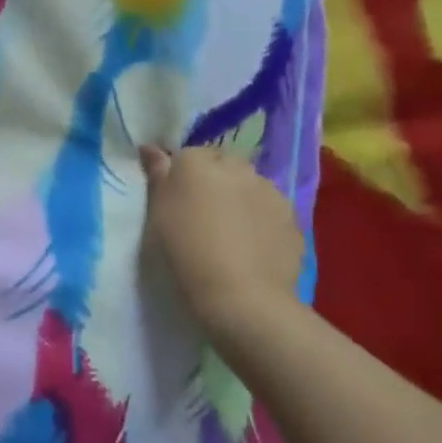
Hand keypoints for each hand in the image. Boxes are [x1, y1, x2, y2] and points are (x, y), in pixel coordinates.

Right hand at [140, 145, 303, 343]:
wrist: (241, 295)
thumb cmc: (185, 252)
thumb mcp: (158, 215)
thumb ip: (157, 176)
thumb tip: (150, 147)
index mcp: (196, 162)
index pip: (186, 156)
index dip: (181, 179)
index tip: (177, 204)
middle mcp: (235, 166)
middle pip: (221, 166)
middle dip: (213, 183)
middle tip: (202, 216)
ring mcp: (268, 189)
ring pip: (248, 185)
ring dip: (239, 198)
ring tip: (231, 233)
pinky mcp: (291, 215)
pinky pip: (269, 208)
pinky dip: (260, 219)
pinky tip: (252, 245)